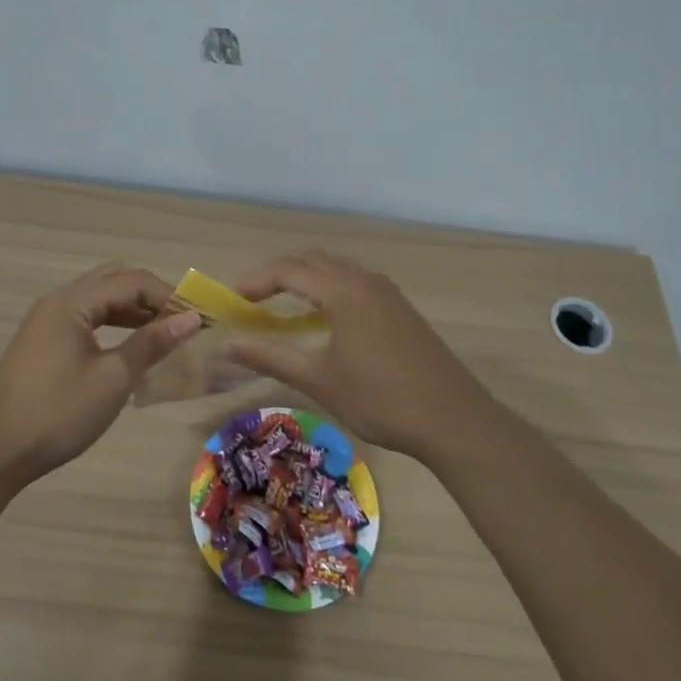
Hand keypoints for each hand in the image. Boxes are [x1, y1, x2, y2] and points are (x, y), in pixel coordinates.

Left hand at [0, 263, 201, 482]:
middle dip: (151, 296)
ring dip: (133, 310)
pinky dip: (113, 324)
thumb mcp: (113, 379)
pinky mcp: (43, 342)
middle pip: (114, 281)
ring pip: (99, 300)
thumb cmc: (58, 413)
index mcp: (72, 302)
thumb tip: (191, 319)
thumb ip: (151, 343)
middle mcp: (58, 301)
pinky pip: (86, 318)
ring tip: (165, 333)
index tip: (200, 318)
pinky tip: (131, 346)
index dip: (168, 296)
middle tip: (183, 321)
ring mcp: (47, 321)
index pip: (131, 281)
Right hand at [223, 250, 495, 459]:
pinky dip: (331, 287)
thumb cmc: (380, 399)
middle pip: (314, 261)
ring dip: (308, 278)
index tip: (234, 298)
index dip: (258, 280)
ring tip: (285, 303)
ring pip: (338, 269)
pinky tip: (327, 318)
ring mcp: (387, 293)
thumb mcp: (319, 379)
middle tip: (255, 297)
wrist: (453, 419)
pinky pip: (356, 282)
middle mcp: (365, 281)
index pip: (290, 270)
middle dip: (280, 273)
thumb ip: (271, 357)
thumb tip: (227, 345)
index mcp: (343, 291)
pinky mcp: (401, 309)